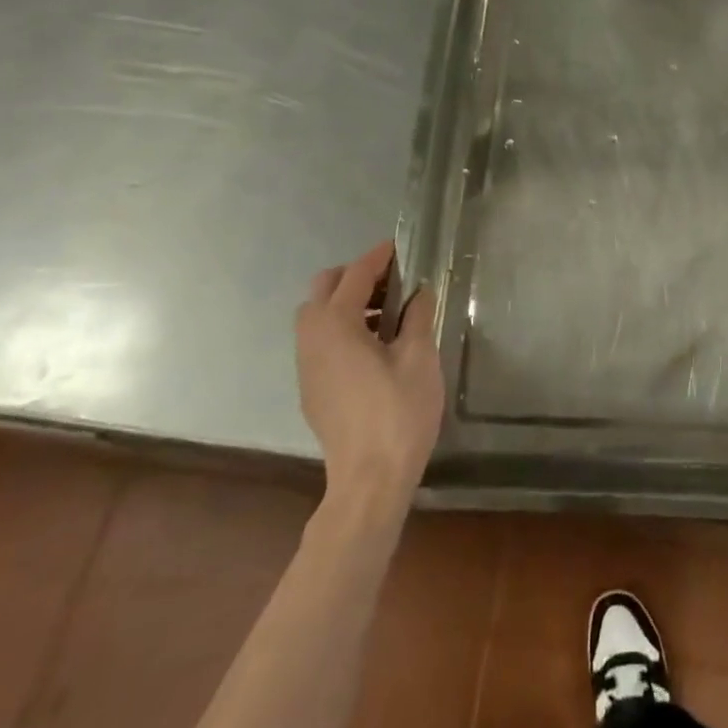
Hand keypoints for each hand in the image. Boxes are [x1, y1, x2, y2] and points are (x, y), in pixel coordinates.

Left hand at [296, 241, 444, 509]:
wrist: (370, 480)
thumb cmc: (398, 412)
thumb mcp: (419, 357)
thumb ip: (418, 316)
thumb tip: (420, 291)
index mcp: (336, 324)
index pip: (355, 275)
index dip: (379, 256)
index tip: (401, 246)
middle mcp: (312, 339)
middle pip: (324, 288)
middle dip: (356, 276)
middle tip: (394, 281)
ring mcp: (307, 366)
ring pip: (317, 316)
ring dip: (347, 302)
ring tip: (388, 313)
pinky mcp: (311, 388)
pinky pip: (320, 341)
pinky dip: (342, 328)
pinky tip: (374, 346)